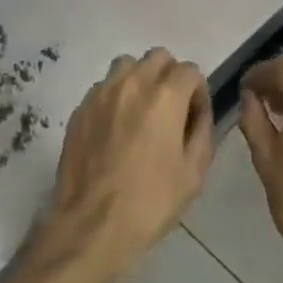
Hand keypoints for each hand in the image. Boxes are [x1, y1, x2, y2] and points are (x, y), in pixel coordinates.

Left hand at [30, 50, 215, 282]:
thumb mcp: (193, 173)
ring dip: (140, 80)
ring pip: (127, 65)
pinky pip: (104, 87)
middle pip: (158, 57)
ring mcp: (101, 93)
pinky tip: (116, 130)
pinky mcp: (80, 108)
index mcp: (164, 96)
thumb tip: (198, 112)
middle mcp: (131, 83)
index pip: (190, 70)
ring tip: (141, 114)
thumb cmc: (150, 202)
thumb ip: (202, 131)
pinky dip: (116, 97)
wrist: (91, 225)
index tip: (194, 118)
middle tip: (171, 111)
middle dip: (170, 77)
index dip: (198, 92)